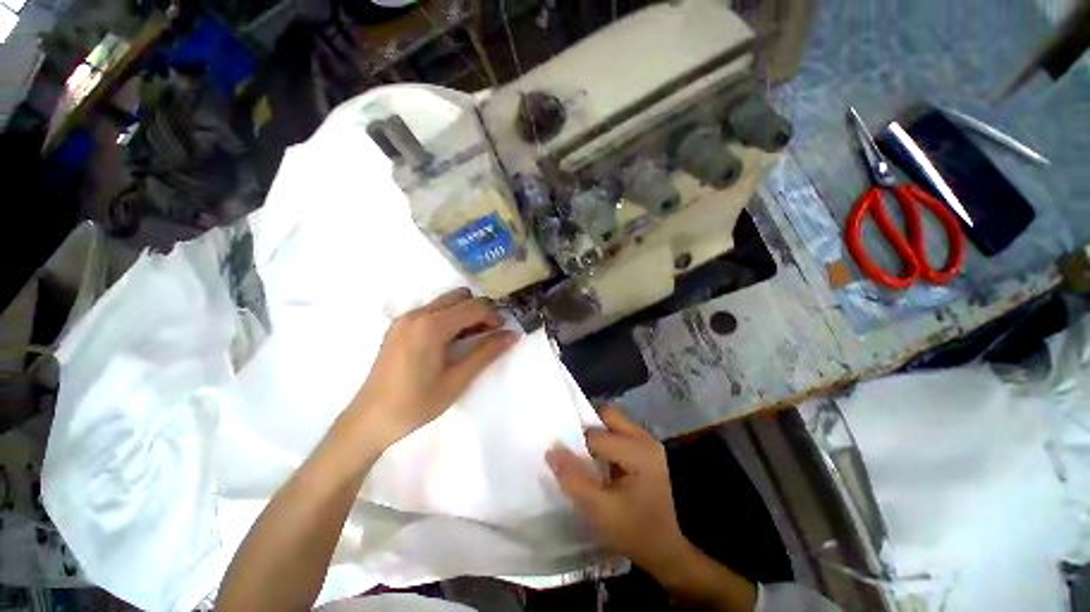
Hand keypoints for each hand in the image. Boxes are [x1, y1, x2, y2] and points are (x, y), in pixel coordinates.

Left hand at [348, 288, 517, 447]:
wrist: (369, 420)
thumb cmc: (417, 404)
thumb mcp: (458, 380)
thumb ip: (487, 352)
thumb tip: (513, 335)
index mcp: (431, 326)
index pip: (473, 306)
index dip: (493, 316)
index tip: (502, 333)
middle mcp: (417, 314)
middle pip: (459, 297)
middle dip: (479, 311)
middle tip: (488, 334)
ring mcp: (405, 318)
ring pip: (445, 302)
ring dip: (464, 313)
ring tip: (470, 339)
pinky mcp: (398, 326)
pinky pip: (431, 310)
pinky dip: (448, 318)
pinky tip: (448, 342)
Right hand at [546, 406, 689, 577]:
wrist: (672, 549)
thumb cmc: (637, 531)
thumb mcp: (601, 511)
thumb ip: (574, 480)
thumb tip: (551, 451)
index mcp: (636, 450)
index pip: (595, 434)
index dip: (575, 443)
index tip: (562, 456)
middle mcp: (644, 438)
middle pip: (608, 414)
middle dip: (588, 426)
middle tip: (574, 448)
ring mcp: (649, 442)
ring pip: (615, 421)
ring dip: (597, 433)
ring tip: (585, 456)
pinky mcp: (649, 450)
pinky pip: (622, 432)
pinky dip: (607, 440)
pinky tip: (601, 463)